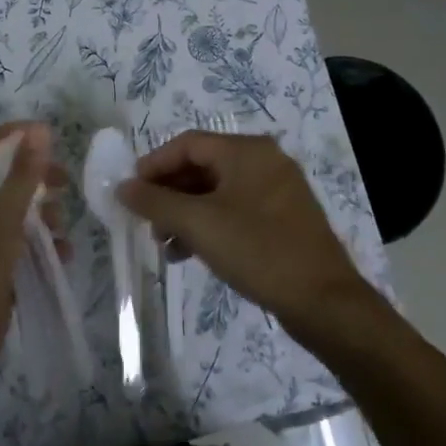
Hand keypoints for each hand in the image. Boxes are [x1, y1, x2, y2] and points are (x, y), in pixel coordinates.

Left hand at [0, 121, 64, 395]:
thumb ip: (21, 177)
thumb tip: (40, 131)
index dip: (12, 135)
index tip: (49, 136)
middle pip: (1, 176)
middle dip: (33, 176)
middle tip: (64, 182)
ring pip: (14, 211)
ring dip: (40, 212)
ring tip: (60, 225)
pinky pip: (19, 242)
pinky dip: (40, 243)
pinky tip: (62, 253)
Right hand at [117, 131, 372, 349]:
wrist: (323, 301)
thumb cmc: (257, 250)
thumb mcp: (198, 224)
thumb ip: (155, 202)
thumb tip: (122, 187)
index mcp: (247, 151)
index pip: (187, 144)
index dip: (154, 165)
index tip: (131, 191)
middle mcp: (264, 161)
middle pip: (202, 166)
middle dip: (169, 193)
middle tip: (146, 221)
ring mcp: (277, 191)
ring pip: (216, 192)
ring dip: (185, 213)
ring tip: (163, 244)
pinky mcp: (282, 219)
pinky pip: (235, 210)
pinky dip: (208, 225)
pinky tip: (189, 253)